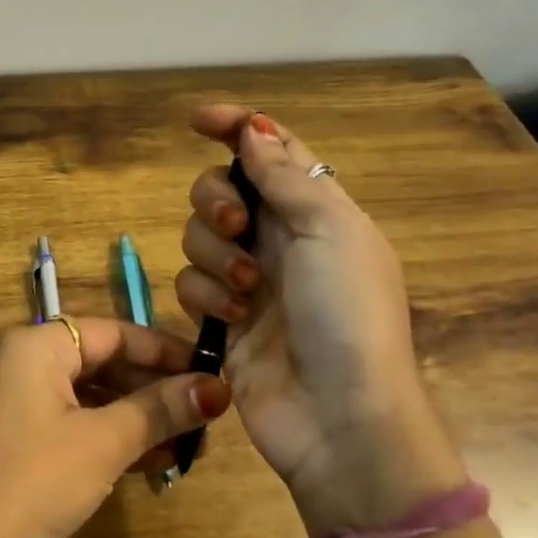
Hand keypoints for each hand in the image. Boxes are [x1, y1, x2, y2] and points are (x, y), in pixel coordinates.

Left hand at [0, 318, 230, 537]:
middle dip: (151, 389)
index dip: (164, 351)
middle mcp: (20, 360)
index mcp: (37, 344)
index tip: (211, 372)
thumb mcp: (102, 443)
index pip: (113, 332)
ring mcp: (11, 399)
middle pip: (99, 361)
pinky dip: (104, 435)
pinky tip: (145, 462)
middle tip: (203, 417)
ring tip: (185, 445)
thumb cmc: (31, 479)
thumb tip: (216, 387)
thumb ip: (158, 411)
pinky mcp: (9, 436)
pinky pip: (67, 421)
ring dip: (132, 417)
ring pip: (85, 395)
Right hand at [176, 105, 464, 535]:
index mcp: (315, 210)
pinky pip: (190, 282)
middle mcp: (278, 237)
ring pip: (196, 235)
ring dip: (215, 256)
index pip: (271, 150)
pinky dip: (207, 295)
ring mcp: (247, 278)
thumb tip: (255, 128)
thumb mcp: (330, 230)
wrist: (339, 416)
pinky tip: (232, 319)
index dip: (237, 127)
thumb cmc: (348, 313)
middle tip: (237, 227)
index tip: (198, 121)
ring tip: (247, 290)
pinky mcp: (221, 316)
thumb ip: (284, 176)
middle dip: (216, 201)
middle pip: (220, 189)